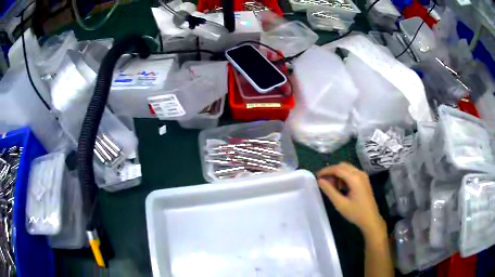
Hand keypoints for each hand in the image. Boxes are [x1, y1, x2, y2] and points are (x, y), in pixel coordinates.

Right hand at [317, 163, 384, 235]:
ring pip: (347, 169)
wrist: (371, 219)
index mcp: (355, 178)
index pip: (337, 169)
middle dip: (332, 172)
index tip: (317, 176)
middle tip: (324, 183)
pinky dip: (344, 177)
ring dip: (338, 174)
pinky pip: (351, 173)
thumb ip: (330, 191)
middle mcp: (359, 173)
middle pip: (342, 166)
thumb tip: (320, 181)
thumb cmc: (356, 213)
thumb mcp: (340, 204)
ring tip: (332, 187)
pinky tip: (341, 188)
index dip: (326, 171)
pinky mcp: (364, 180)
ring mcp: (363, 176)